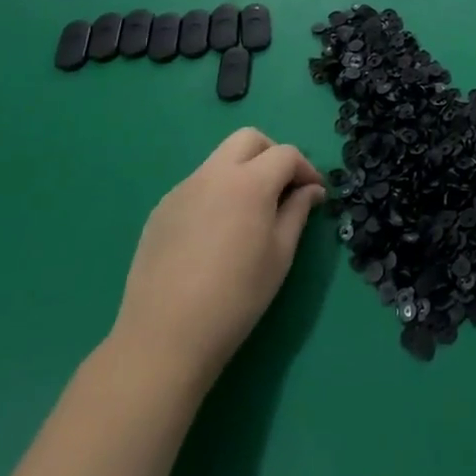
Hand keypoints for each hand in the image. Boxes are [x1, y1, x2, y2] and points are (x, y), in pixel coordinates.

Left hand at [111, 128, 325, 389]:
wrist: (165, 337)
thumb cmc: (236, 296)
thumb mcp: (280, 254)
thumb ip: (298, 212)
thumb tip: (311, 190)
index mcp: (249, 182)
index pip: (286, 154)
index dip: (306, 169)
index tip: (314, 194)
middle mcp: (214, 174)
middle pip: (248, 139)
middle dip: (272, 154)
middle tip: (283, 189)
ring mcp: (182, 190)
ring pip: (220, 160)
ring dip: (243, 172)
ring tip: (250, 214)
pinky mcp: (161, 211)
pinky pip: (197, 186)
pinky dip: (217, 193)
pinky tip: (217, 234)